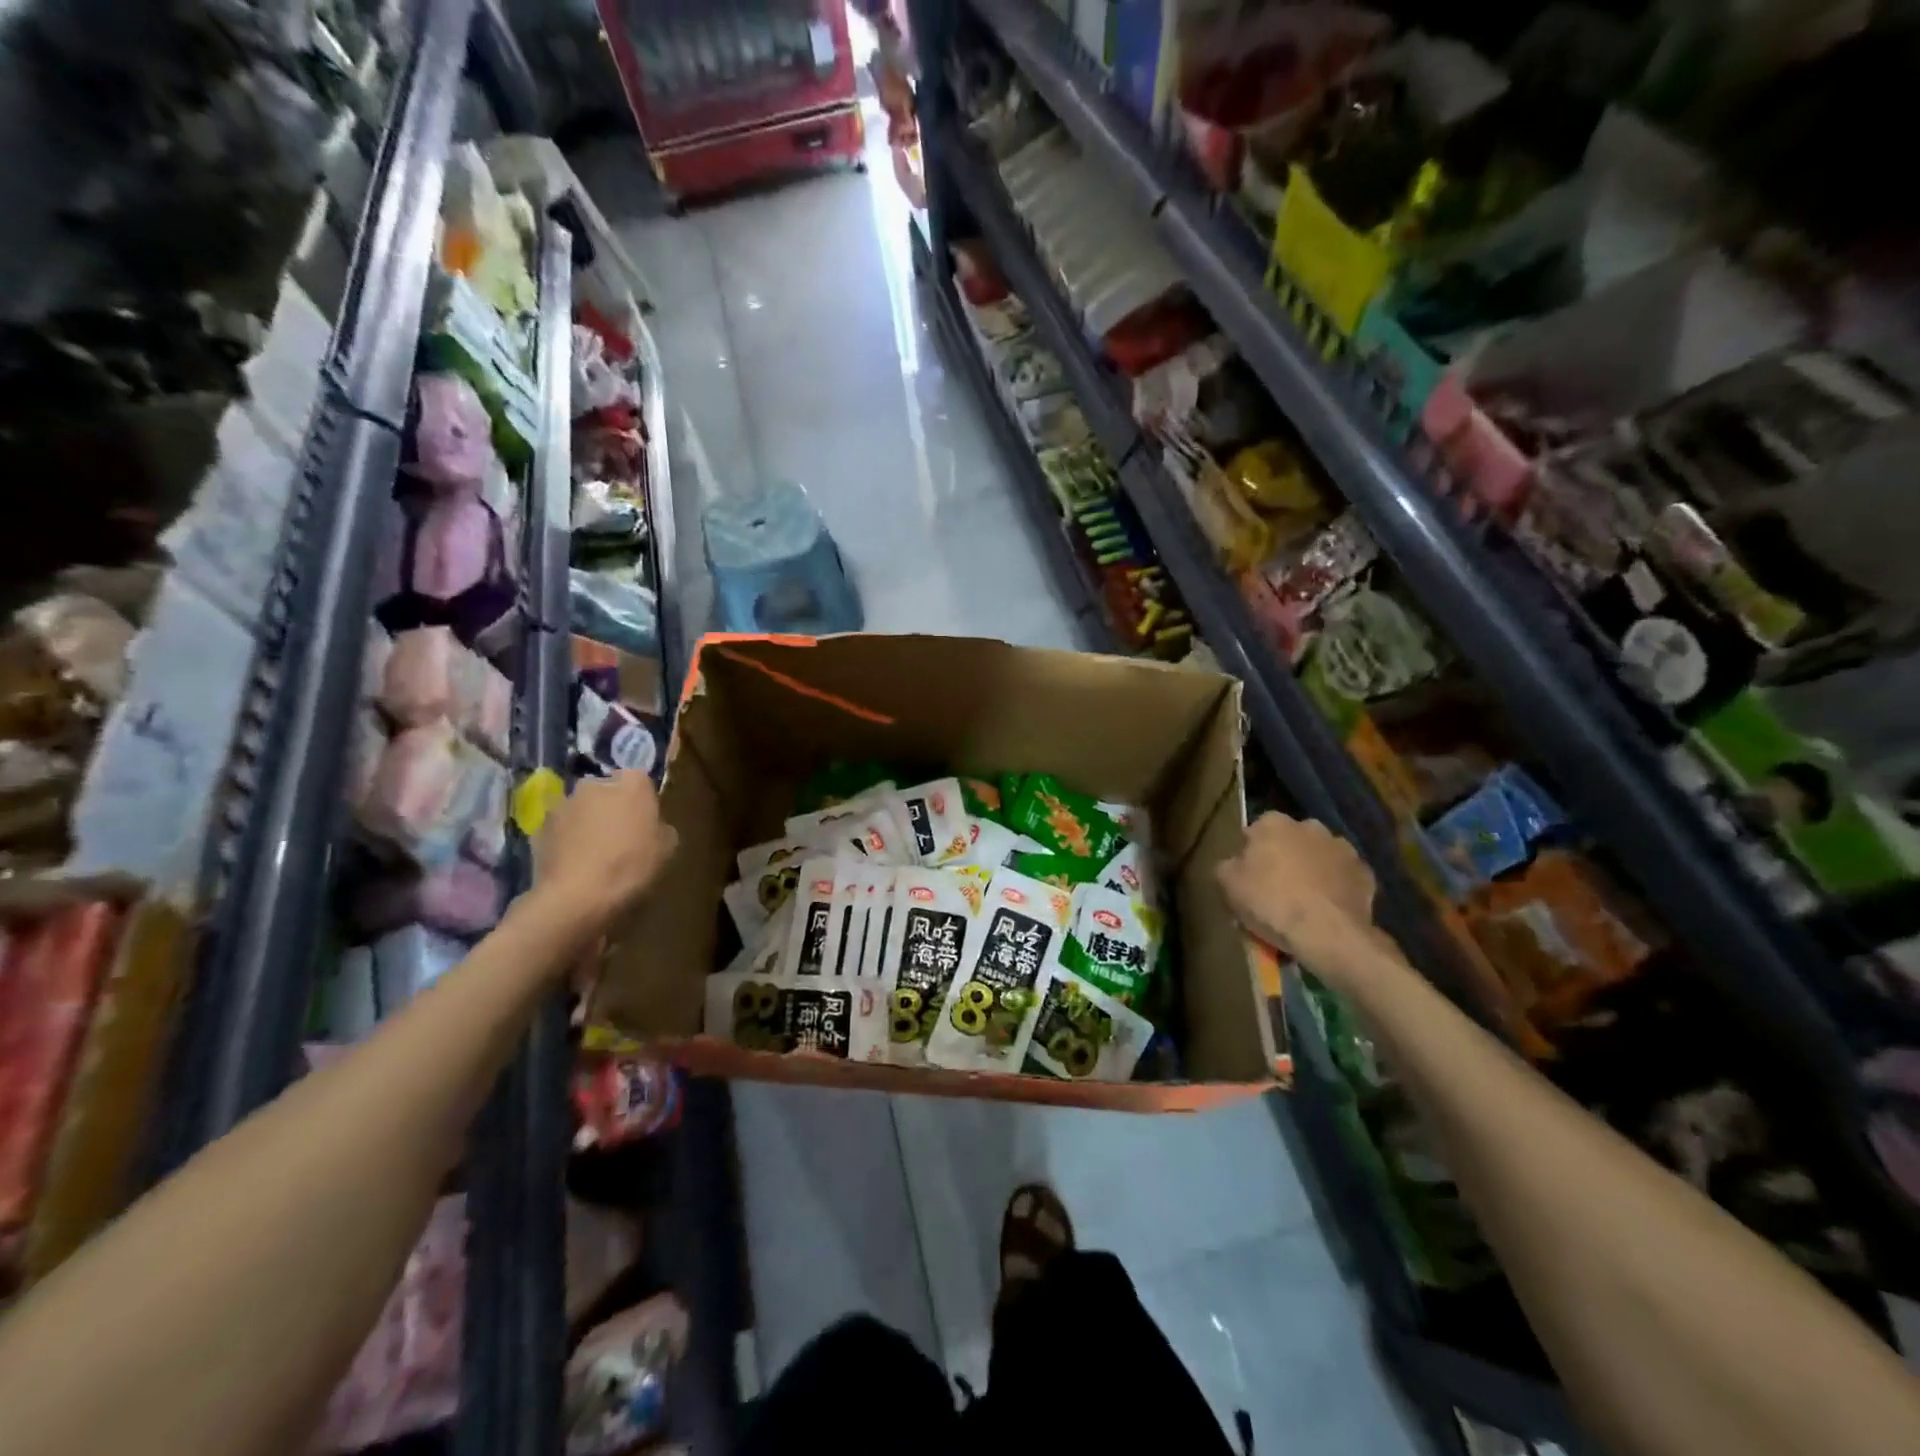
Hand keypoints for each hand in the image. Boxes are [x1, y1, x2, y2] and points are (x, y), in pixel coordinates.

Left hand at [535, 771, 676, 929]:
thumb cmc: (630, 867)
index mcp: (632, 783)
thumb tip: (654, 827)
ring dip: (587, 823)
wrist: (575, 897)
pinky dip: (567, 841)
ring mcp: (563, 804)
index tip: (646, 821)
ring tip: (593, 854)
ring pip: (581, 809)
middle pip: (607, 791)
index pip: (640, 779)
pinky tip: (574, 865)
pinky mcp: (538, 827)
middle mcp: (595, 784)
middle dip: (612, 807)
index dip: (642, 800)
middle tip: (620, 836)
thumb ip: (661, 828)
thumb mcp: (668, 850)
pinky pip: (561, 830)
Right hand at [1216, 812, 1377, 972]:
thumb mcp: (1228, 885)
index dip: (1249, 855)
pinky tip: (1325, 910)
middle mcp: (1310, 826)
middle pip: (1289, 841)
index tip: (1247, 877)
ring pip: (1318, 857)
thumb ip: (1226, 866)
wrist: (1328, 933)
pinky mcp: (1365, 873)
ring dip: (1311, 871)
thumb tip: (1233, 864)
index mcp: (1273, 823)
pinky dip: (1334, 889)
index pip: (1254, 831)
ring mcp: (1342, 848)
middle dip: (1283, 858)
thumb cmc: (1271, 902)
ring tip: (1303, 903)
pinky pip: (1342, 878)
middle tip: (1275, 889)